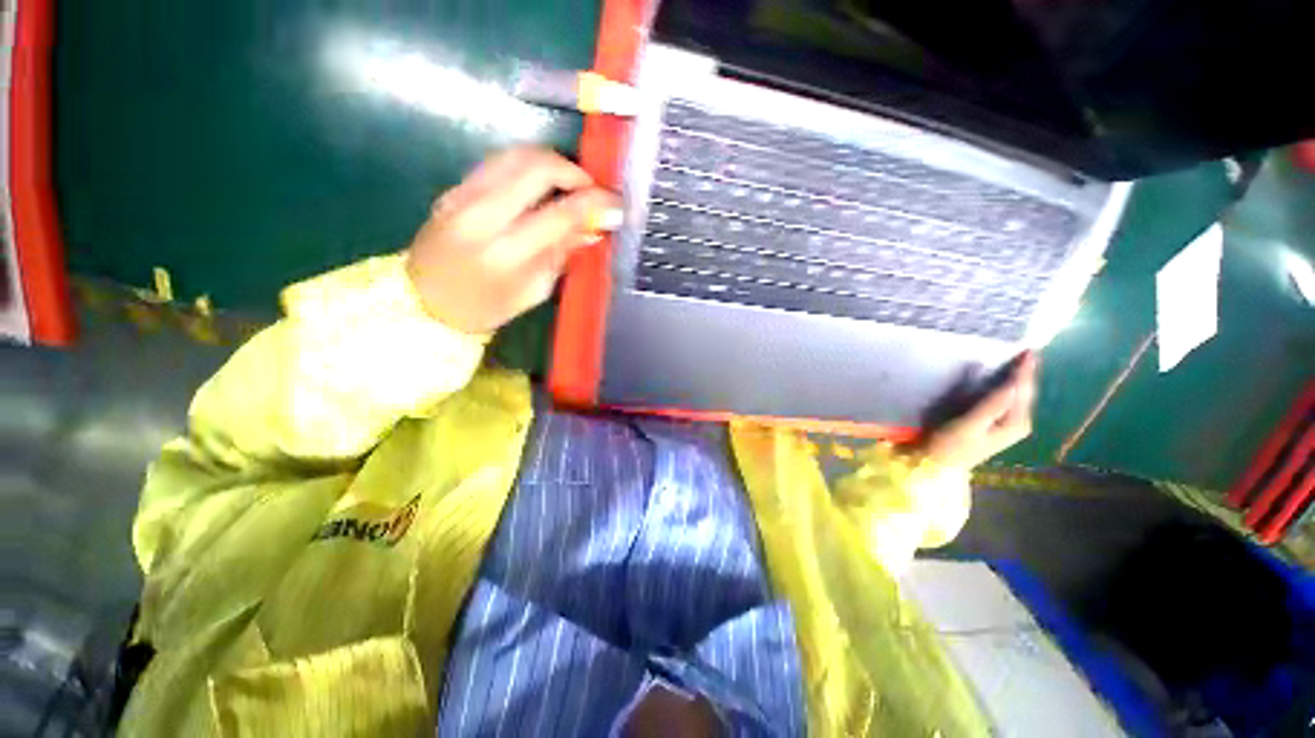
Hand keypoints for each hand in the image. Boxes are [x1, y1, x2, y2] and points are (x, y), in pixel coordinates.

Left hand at [406, 148, 621, 334]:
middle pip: (536, 166)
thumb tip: (593, 228)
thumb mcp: (534, 290)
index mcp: (506, 252)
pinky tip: (543, 183)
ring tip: (571, 184)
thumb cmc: (485, 307)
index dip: (595, 204)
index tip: (616, 205)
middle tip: (593, 190)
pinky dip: (530, 165)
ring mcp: (463, 194)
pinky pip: (500, 161)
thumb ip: (562, 254)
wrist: (423, 300)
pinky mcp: (455, 186)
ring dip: (553, 162)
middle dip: (574, 172)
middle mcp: (482, 214)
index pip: (560, 213)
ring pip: (516, 154)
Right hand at [920, 353, 1038, 469]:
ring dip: (1018, 378)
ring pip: (1018, 395)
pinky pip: (1007, 400)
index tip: (1029, 350)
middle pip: (1025, 392)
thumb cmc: (950, 445)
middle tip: (1027, 351)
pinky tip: (1004, 378)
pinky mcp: (996, 424)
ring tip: (1019, 359)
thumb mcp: (969, 426)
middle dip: (1026, 373)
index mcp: (1015, 423)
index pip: (1023, 391)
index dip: (1025, 371)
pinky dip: (1007, 387)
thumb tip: (1012, 383)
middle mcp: (1018, 423)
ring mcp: (1008, 425)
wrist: (938, 464)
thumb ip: (991, 406)